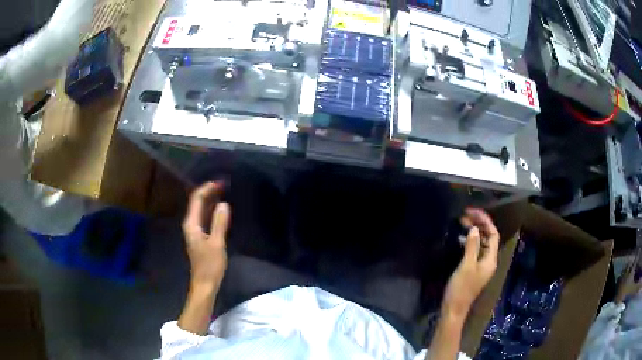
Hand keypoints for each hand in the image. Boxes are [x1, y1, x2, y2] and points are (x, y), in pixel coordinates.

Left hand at [182, 182, 230, 289]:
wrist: (204, 284)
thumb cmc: (210, 265)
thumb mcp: (217, 244)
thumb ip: (219, 223)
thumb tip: (224, 204)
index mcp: (191, 224)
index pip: (197, 199)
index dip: (207, 188)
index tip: (221, 182)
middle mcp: (190, 225)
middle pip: (197, 202)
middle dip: (209, 192)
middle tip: (225, 185)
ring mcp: (194, 231)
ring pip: (200, 210)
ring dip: (210, 200)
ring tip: (224, 193)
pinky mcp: (199, 237)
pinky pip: (204, 217)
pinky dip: (211, 210)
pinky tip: (220, 210)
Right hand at [442, 208, 499, 319]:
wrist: (454, 308)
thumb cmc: (461, 288)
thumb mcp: (466, 265)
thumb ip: (472, 246)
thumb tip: (475, 228)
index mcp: (490, 259)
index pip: (493, 235)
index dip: (486, 222)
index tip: (474, 212)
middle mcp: (489, 261)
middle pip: (488, 237)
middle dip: (480, 225)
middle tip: (466, 215)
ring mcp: (482, 265)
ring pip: (482, 243)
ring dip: (475, 232)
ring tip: (463, 223)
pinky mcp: (474, 269)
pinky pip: (476, 250)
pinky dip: (471, 241)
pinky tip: (462, 238)